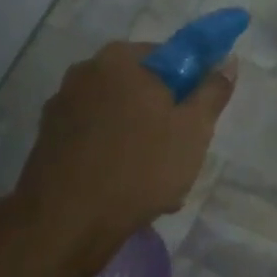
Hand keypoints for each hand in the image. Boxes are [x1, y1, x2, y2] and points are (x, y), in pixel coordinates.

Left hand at [6, 41, 235, 258]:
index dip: (191, 86)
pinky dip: (113, 156)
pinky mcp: (49, 138)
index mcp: (121, 60)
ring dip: (140, 141)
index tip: (199, 118)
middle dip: (164, 117)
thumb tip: (227, 61)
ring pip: (119, 118)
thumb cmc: (140, 167)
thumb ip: (212, 92)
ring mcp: (62, 106)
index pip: (169, 56)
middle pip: (141, 89)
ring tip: (156, 183)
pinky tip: (125, 189)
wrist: (67, 220)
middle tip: (182, 153)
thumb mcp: (193, 130)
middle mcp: (86, 72)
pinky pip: (95, 139)